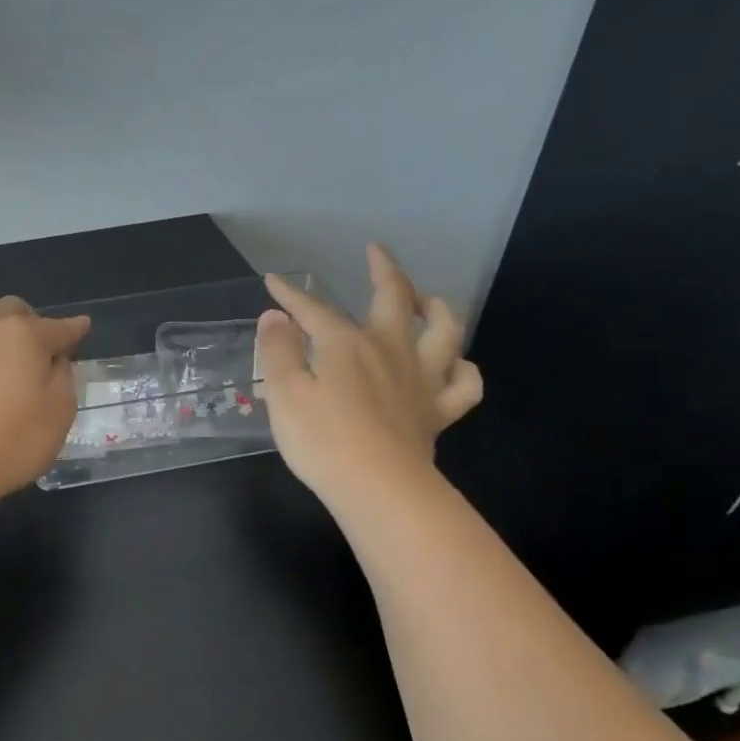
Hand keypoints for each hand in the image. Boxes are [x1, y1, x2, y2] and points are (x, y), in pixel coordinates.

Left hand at [0, 295, 90, 503]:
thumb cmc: (11, 442)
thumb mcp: (59, 414)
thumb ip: (63, 379)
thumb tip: (55, 361)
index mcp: (24, 337)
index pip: (58, 327)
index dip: (73, 329)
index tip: (82, 328)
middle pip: (9, 308)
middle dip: (27, 319)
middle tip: (34, 349)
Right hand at [256, 244, 481, 508]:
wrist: (379, 487)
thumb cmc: (323, 440)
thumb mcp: (284, 393)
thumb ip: (278, 351)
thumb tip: (276, 316)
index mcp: (347, 344)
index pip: (315, 309)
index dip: (292, 294)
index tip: (274, 281)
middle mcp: (389, 350)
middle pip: (394, 298)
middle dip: (383, 270)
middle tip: (376, 253)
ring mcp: (421, 379)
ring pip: (444, 331)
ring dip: (438, 308)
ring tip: (428, 300)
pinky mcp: (438, 412)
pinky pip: (464, 384)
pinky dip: (463, 370)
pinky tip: (454, 366)